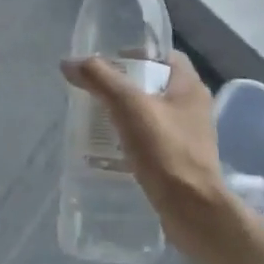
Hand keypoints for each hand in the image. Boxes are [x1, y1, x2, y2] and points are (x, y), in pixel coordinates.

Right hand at [59, 52, 238, 254]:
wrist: (192, 210)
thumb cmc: (165, 150)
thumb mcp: (128, 106)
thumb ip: (99, 79)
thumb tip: (69, 62)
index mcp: (190, 87)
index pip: (165, 56)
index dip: (138, 53)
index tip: (109, 61)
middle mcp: (194, 107)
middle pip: (156, 85)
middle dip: (126, 85)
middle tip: (96, 90)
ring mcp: (190, 137)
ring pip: (153, 114)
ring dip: (128, 114)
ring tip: (97, 119)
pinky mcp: (182, 162)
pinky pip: (154, 141)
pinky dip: (133, 139)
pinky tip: (111, 149)